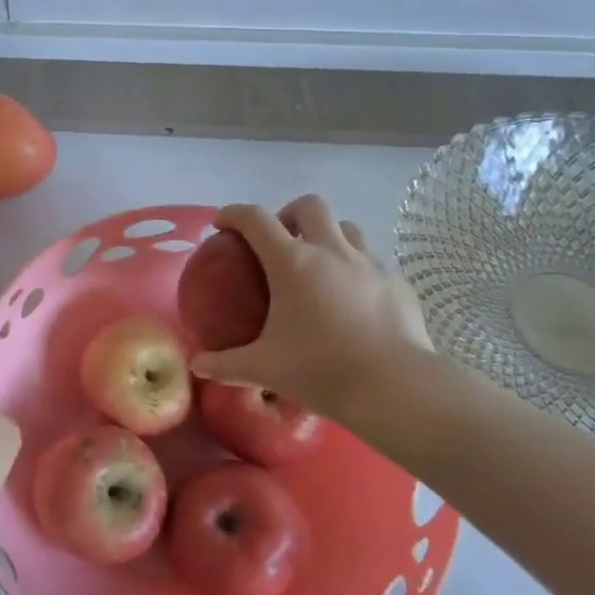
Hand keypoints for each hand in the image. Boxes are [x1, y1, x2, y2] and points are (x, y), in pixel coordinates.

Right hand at [189, 195, 434, 428]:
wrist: (395, 389)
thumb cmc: (320, 369)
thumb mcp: (263, 368)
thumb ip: (225, 364)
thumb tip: (197, 365)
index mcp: (292, 263)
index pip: (255, 219)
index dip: (234, 214)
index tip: (222, 225)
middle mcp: (331, 251)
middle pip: (308, 206)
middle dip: (288, 214)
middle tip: (278, 243)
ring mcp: (369, 264)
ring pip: (346, 228)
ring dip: (326, 235)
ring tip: (318, 265)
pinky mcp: (397, 283)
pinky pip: (372, 261)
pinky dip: (355, 268)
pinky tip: (351, 299)